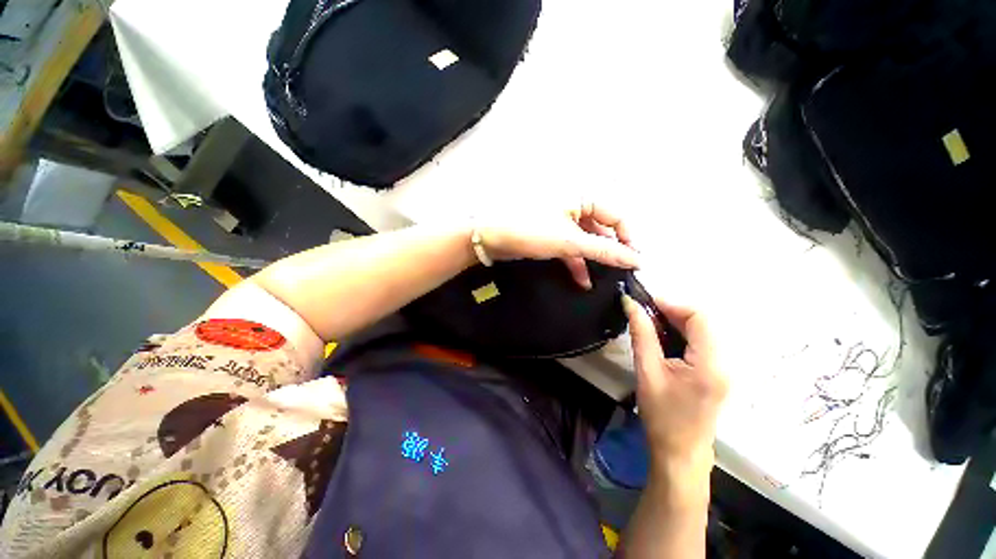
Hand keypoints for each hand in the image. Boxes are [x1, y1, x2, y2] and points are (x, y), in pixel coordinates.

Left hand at [477, 202, 640, 287]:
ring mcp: (560, 221)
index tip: (634, 260)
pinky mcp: (549, 235)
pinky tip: (582, 280)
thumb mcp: (570, 241)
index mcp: (581, 197)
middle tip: (620, 271)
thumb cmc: (531, 230)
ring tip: (604, 279)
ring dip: (592, 260)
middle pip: (601, 228)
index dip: (627, 237)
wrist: (489, 237)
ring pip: (585, 241)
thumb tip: (637, 259)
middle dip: (609, 251)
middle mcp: (573, 206)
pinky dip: (576, 262)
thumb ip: (604, 251)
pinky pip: (569, 247)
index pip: (616, 215)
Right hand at [623, 296, 726, 472]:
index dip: (672, 304)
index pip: (700, 317)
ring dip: (675, 323)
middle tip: (642, 313)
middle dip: (672, 312)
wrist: (679, 453)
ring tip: (648, 325)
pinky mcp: (717, 373)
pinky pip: (701, 344)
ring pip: (702, 332)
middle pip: (703, 322)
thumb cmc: (662, 415)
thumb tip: (631, 304)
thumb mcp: (647, 371)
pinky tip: (662, 340)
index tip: (644, 303)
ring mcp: (725, 369)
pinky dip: (681, 335)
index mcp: (711, 363)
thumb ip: (641, 334)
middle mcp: (725, 362)